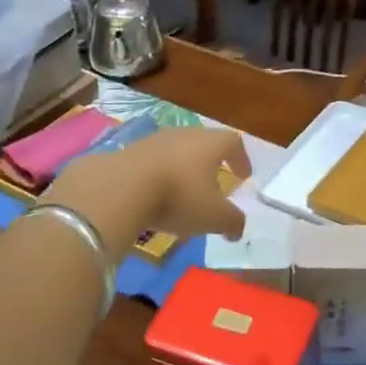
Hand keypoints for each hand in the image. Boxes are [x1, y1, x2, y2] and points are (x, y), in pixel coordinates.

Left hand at [44, 126, 250, 260]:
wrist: (121, 187)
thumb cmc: (178, 196)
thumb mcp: (213, 216)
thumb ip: (232, 222)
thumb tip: (237, 229)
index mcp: (210, 144)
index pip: (233, 142)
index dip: (241, 158)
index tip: (244, 175)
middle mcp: (184, 135)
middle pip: (204, 143)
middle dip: (211, 163)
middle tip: (215, 183)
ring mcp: (154, 141)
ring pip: (177, 152)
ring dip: (184, 170)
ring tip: (183, 194)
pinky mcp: (129, 152)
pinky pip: (153, 162)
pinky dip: (160, 177)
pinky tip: (155, 197)